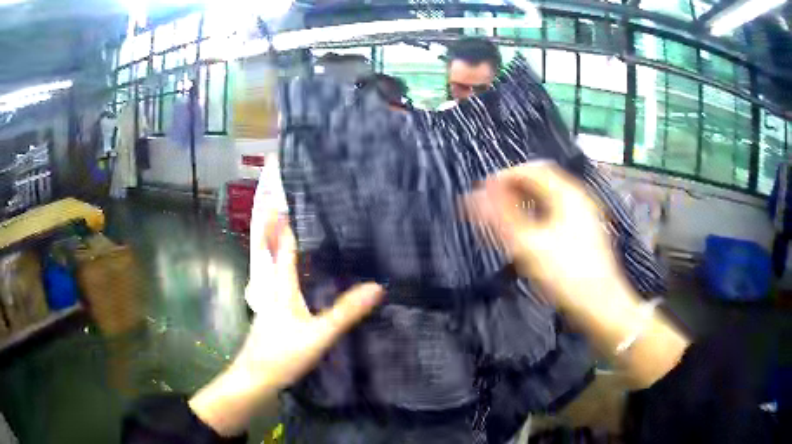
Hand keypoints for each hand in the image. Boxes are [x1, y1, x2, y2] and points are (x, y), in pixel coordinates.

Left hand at [237, 221, 382, 388]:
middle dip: (275, 232)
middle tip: (281, 212)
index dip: (283, 227)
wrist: (254, 379)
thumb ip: (346, 313)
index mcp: (281, 289)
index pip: (283, 251)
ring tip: (290, 240)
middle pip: (272, 256)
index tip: (282, 204)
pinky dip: (282, 274)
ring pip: (272, 272)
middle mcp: (271, 292)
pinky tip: (293, 285)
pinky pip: (276, 287)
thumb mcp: (319, 335)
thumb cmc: (283, 354)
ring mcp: (267, 306)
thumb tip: (376, 287)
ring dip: (277, 252)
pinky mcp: (268, 320)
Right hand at [465, 162, 688, 387]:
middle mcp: (579, 197)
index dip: (504, 177)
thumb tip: (475, 194)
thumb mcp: (529, 246)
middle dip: (514, 188)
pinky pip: (557, 211)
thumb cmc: (566, 275)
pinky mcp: (586, 231)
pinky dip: (538, 214)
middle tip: (491, 206)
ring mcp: (585, 214)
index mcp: (568, 193)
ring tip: (505, 218)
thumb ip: (501, 217)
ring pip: (550, 197)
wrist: (602, 306)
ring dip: (525, 201)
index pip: (531, 169)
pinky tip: (530, 233)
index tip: (482, 193)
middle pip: (542, 180)